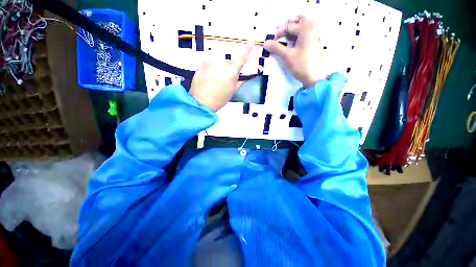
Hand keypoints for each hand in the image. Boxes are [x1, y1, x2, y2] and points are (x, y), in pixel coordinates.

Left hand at [190, 44, 251, 111]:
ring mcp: (211, 60)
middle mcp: (221, 62)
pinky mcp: (202, 60)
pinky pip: (211, 60)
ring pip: (219, 60)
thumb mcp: (233, 91)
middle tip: (224, 78)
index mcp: (231, 72)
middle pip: (229, 61)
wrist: (201, 101)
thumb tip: (244, 73)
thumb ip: (240, 80)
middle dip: (228, 67)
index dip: (246, 50)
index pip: (242, 57)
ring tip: (215, 78)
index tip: (249, 44)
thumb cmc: (219, 99)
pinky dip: (212, 66)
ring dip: (219, 66)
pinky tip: (209, 75)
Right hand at [263, 15, 325, 86]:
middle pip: (301, 20)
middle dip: (289, 23)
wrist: (314, 77)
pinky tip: (292, 43)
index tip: (272, 41)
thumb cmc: (301, 65)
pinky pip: (306, 34)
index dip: (279, 32)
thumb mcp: (287, 56)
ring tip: (285, 36)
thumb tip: (265, 43)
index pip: (289, 26)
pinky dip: (298, 35)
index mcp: (305, 31)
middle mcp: (311, 31)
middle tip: (280, 30)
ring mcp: (314, 38)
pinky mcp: (313, 45)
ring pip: (304, 27)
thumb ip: (276, 48)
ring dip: (294, 28)